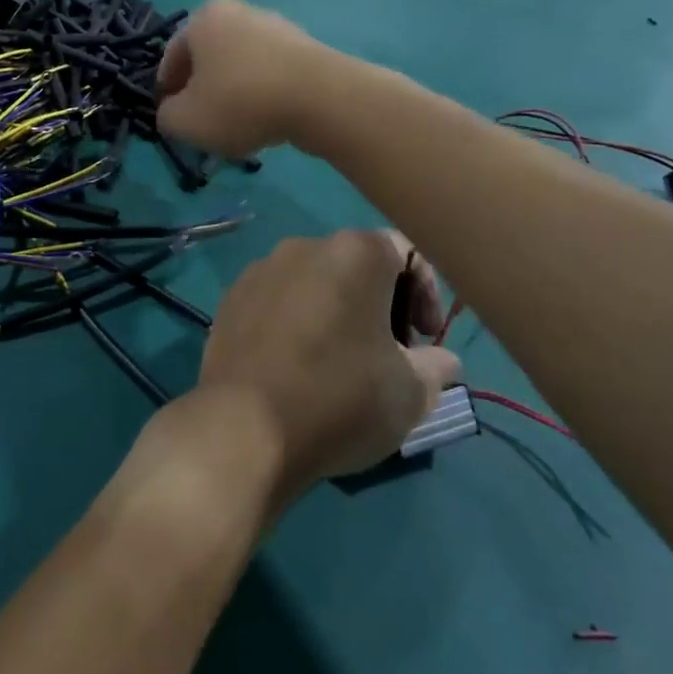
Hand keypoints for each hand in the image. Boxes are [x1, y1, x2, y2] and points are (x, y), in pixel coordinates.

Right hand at [155, 0, 329, 158]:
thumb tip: (173, 111)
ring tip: (234, 129)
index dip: (166, 91)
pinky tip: (265, 123)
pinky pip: (270, 76)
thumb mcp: (185, 120)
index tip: (169, 118)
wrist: (321, 99)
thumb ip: (167, 116)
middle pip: (208, 60)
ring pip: (240, 68)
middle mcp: (240, 12)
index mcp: (204, 18)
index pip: (172, 56)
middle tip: (200, 124)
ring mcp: (277, 28)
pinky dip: (261, 97)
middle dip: (201, 92)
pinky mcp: (306, 49)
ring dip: (232, 96)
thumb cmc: (240, 102)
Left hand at [192, 231, 460, 505]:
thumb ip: (436, 366)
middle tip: (389, 355)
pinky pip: (277, 301)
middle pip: (357, 264)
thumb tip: (442, 360)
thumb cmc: (340, 399)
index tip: (425, 340)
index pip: (407, 253)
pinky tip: (296, 366)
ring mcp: (260, 271)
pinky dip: (296, 322)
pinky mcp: (230, 299)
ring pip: (314, 282)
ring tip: (341, 363)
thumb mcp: (411, 392)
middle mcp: (303, 247)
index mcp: (354, 253)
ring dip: (337, 313)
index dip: (426, 294)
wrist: (243, 426)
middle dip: (381, 305)